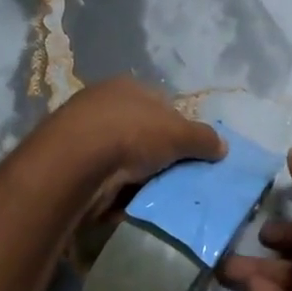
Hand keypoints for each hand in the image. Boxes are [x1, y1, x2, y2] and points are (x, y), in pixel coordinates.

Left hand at [31, 77, 224, 214]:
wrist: (75, 163)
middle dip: (157, 155)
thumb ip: (203, 138)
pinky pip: (102, 178)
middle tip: (174, 178)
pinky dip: (114, 191)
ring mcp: (82, 132)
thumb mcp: (178, 133)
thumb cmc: (131, 134)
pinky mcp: (69, 163)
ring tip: (151, 195)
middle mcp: (102, 103)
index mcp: (127, 86)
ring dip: (135, 176)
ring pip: (121, 157)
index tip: (190, 154)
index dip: (179, 128)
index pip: (161, 104)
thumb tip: (222, 146)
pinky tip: (124, 204)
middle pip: (141, 132)